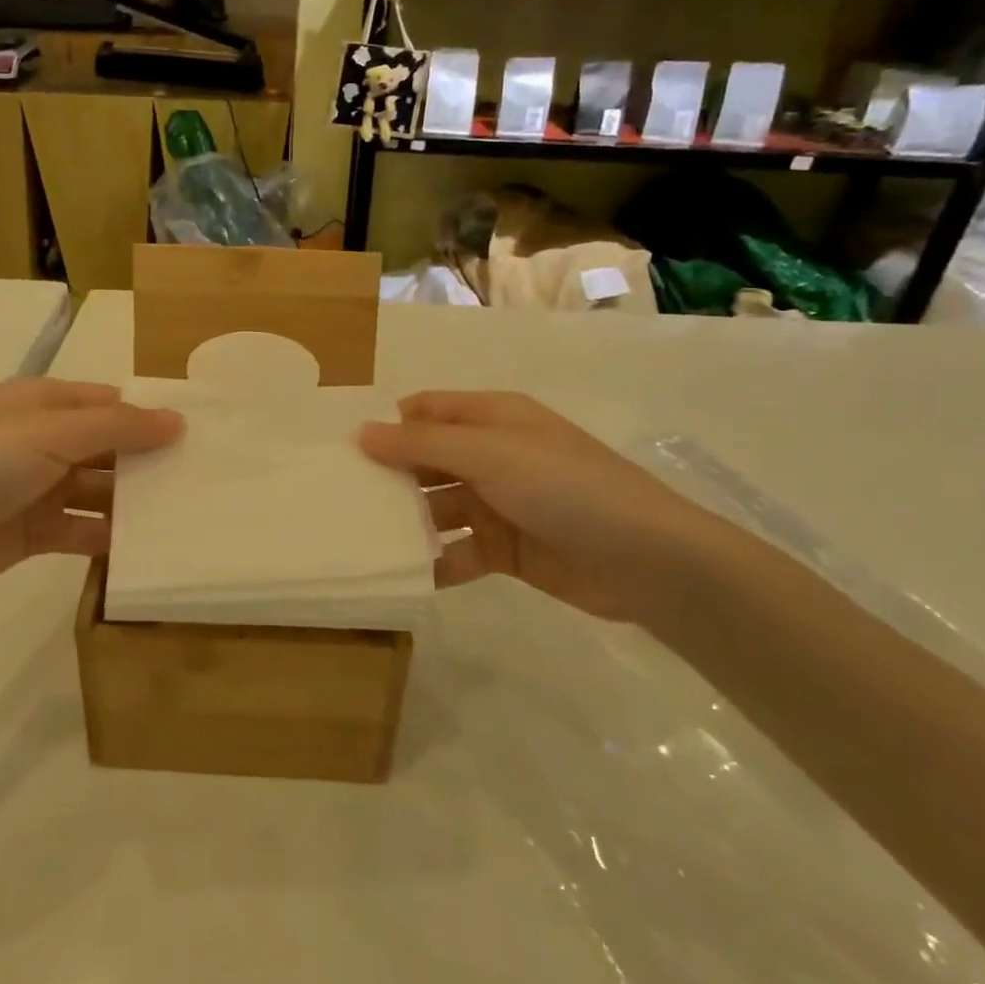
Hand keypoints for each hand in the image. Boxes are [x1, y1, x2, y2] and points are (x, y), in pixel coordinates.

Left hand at [0, 378, 182, 618]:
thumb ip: (118, 427)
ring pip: (98, 489)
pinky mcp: (33, 532)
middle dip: (147, 460)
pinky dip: (108, 537)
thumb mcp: (51, 434)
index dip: (149, 415)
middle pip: (107, 446)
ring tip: (184, 514)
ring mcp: (36, 487)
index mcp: (42, 403)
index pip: (109, 402)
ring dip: (132, 501)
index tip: (199, 434)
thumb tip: (179, 420)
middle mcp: (41, 440)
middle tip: (203, 478)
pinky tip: (144, 548)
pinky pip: (81, 528)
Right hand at [359, 390, 738, 624]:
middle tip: (338, 499)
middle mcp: (491, 455)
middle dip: (388, 476)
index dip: (387, 425)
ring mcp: (498, 504)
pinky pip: (457, 551)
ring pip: (437, 507)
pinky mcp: (505, 550)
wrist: (646, 560)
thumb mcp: (488, 454)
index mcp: (491, 418)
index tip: (342, 450)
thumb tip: (360, 432)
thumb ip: (421, 444)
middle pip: (426, 460)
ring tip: (359, 538)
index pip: (425, 411)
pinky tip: (401, 573)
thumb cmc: (563, 487)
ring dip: (406, 521)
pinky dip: (432, 560)